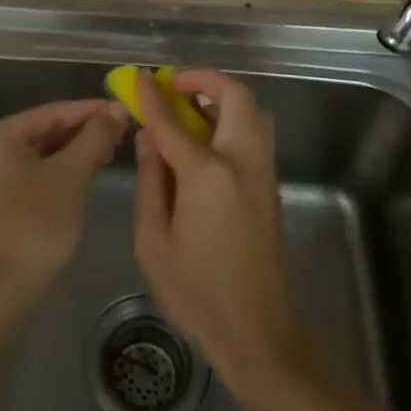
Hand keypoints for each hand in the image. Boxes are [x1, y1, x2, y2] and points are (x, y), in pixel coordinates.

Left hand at [0, 99, 126, 309]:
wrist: (2, 294)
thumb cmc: (36, 226)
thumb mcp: (72, 176)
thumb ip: (94, 138)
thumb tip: (116, 110)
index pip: (51, 112)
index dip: (90, 110)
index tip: (123, 109)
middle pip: (43, 132)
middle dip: (83, 132)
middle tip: (121, 131)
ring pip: (38, 155)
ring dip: (73, 152)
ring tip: (110, 150)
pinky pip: (31, 175)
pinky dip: (58, 172)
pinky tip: (86, 173)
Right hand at [132, 70, 309, 398]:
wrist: (258, 333)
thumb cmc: (196, 292)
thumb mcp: (153, 240)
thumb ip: (151, 180)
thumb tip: (150, 137)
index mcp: (208, 174)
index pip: (174, 121)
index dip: (154, 96)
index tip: (139, 77)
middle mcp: (243, 162)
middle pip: (234, 97)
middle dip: (204, 80)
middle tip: (175, 86)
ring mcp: (263, 173)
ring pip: (252, 112)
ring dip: (222, 99)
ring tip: (189, 111)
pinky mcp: (271, 187)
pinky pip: (254, 135)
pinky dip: (232, 121)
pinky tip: (205, 142)